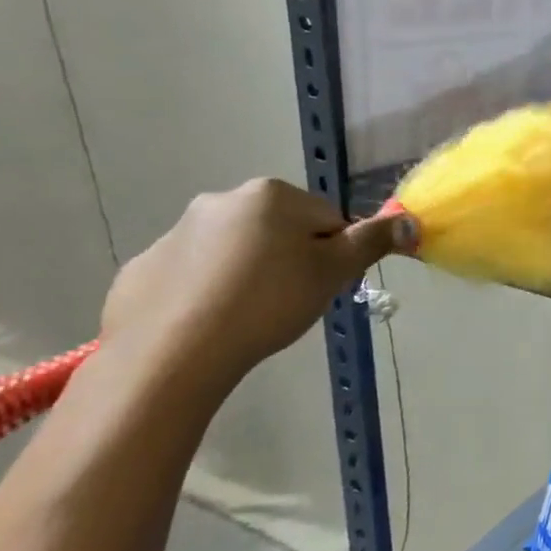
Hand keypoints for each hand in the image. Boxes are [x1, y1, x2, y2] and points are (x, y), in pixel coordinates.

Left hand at [100, 178, 415, 387]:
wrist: (171, 355)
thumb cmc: (267, 303)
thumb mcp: (333, 272)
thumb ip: (371, 241)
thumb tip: (408, 220)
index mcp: (271, 195)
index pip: (327, 218)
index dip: (333, 253)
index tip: (324, 285)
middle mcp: (221, 200)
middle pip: (279, 229)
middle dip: (290, 258)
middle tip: (291, 301)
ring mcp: (174, 234)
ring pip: (234, 250)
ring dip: (248, 273)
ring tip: (249, 317)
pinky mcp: (141, 270)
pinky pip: (191, 275)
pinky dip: (206, 292)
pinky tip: (209, 324)